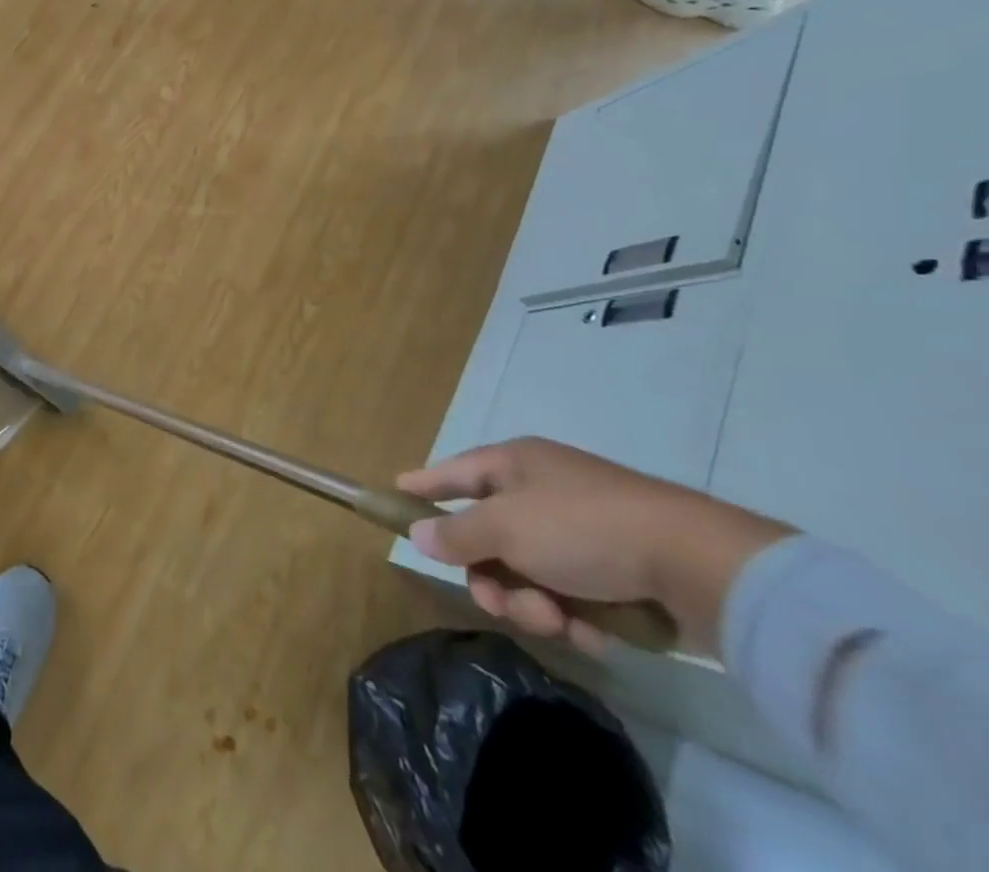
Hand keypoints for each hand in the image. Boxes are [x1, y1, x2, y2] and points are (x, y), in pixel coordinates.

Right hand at [398, 437, 791, 655]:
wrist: (701, 566)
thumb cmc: (583, 528)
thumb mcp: (506, 528)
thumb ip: (456, 533)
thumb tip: (418, 532)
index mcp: (515, 465)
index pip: (454, 472)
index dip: (424, 486)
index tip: (395, 497)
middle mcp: (544, 492)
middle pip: (490, 537)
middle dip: (491, 577)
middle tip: (499, 603)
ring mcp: (583, 533)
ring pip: (530, 574)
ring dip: (535, 604)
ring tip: (560, 621)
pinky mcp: (620, 573)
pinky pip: (573, 596)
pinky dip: (577, 617)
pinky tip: (595, 631)